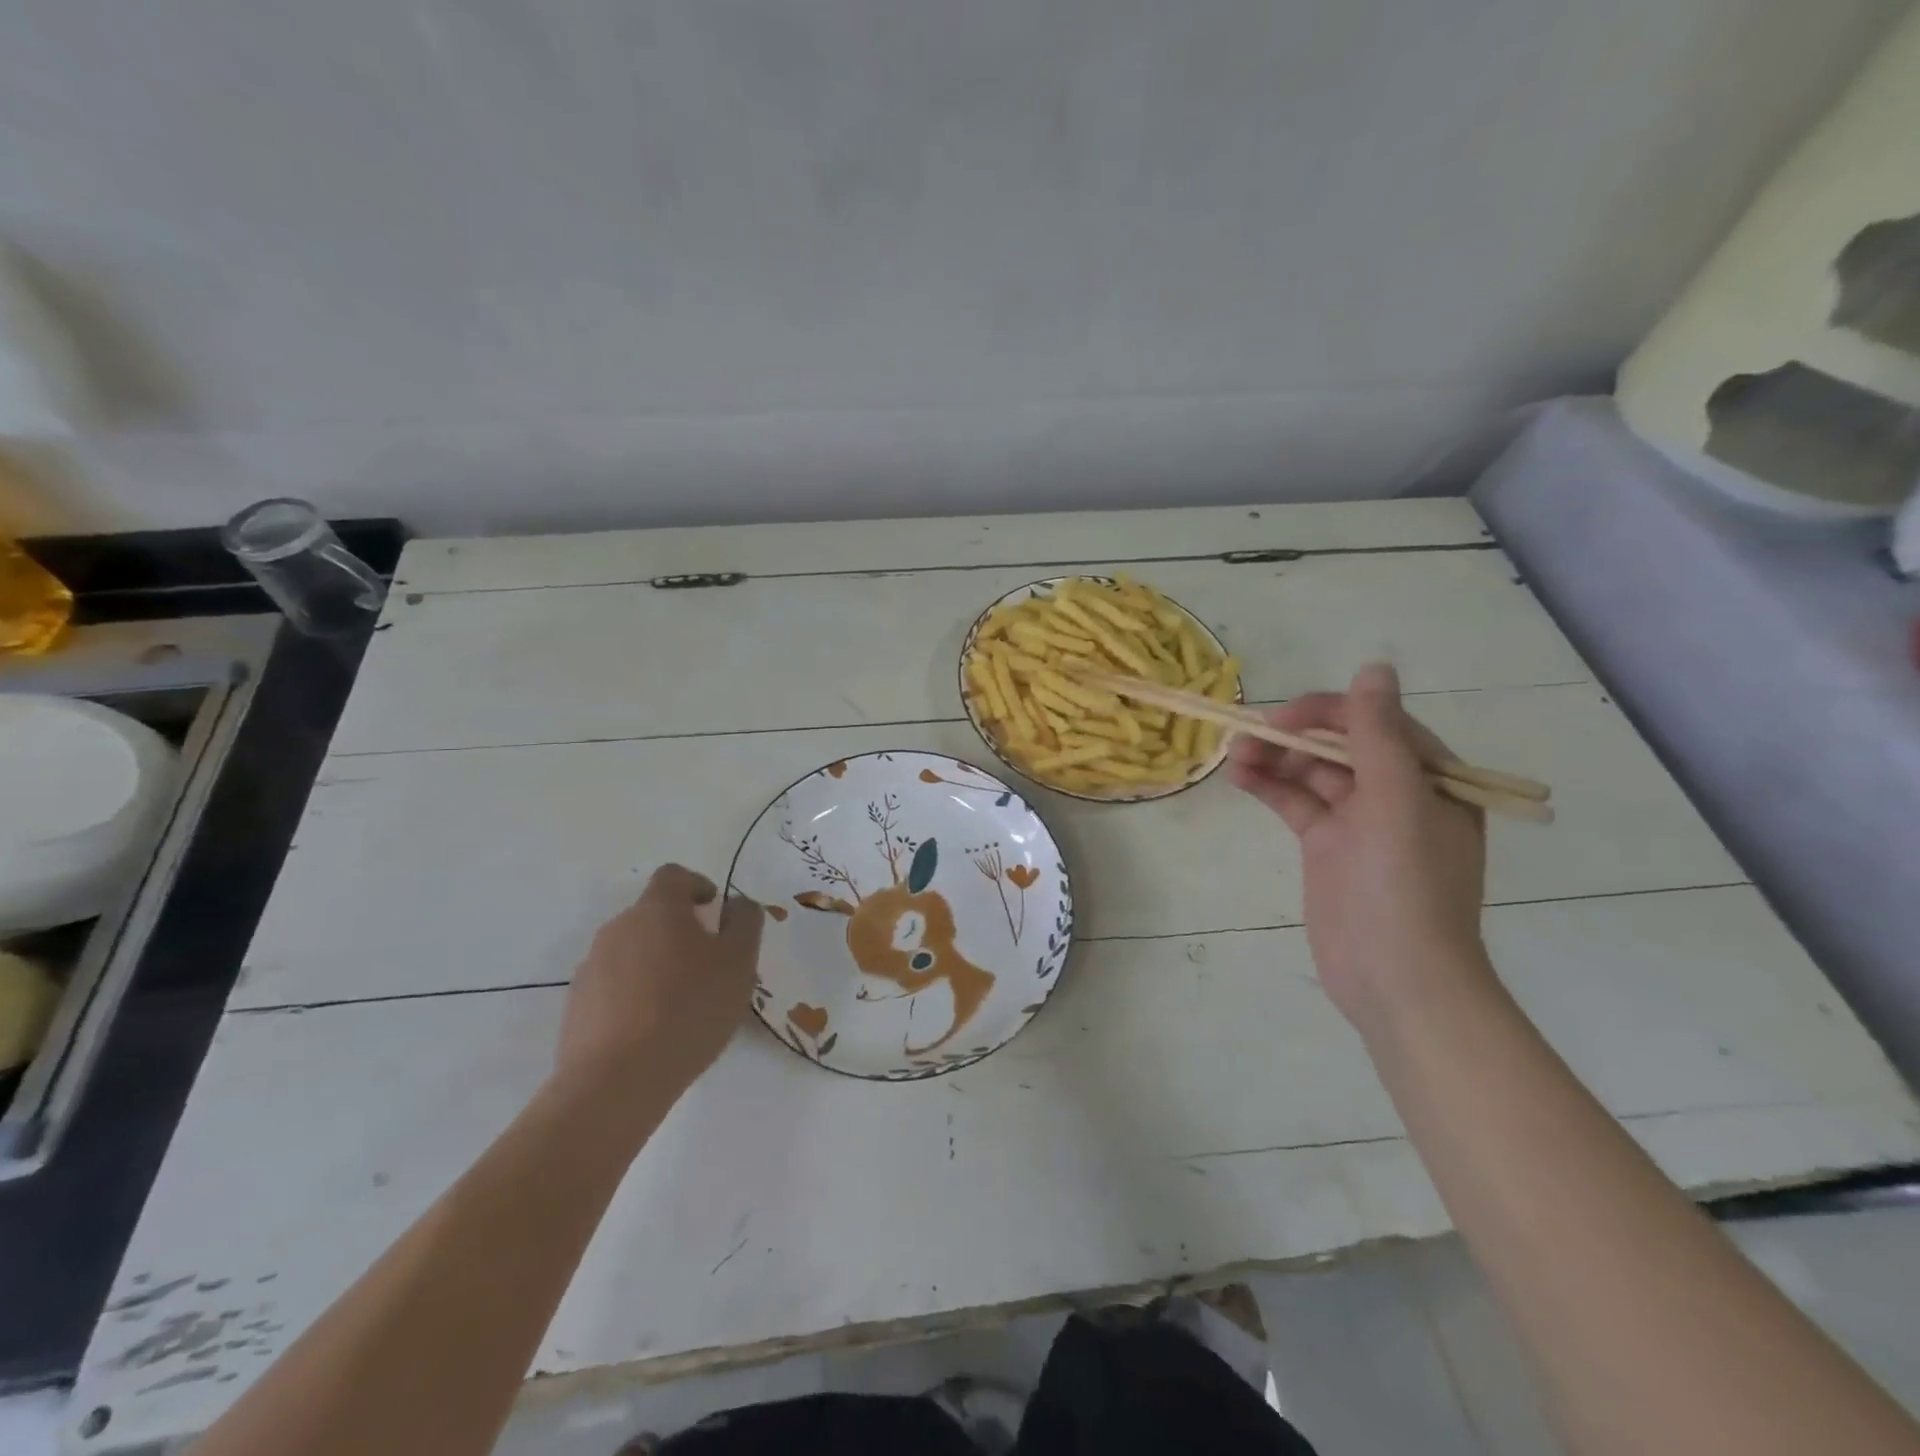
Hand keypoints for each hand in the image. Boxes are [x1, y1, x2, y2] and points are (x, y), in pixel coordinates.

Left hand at [555, 865, 764, 1093]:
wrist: (615, 1082)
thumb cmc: (689, 1009)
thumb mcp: (739, 962)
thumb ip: (745, 922)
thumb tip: (737, 904)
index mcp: (657, 909)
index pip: (674, 876)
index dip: (697, 885)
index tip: (714, 909)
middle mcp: (618, 928)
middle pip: (652, 915)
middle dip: (680, 930)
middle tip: (708, 964)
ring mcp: (591, 968)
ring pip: (632, 952)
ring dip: (657, 964)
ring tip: (682, 1003)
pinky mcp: (576, 1006)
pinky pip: (613, 987)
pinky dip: (635, 995)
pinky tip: (653, 1030)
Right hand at [1229, 663, 1492, 1029]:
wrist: (1394, 979)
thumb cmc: (1405, 887)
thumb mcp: (1396, 802)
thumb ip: (1379, 735)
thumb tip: (1374, 667)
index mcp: (1430, 778)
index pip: (1376, 723)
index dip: (1330, 712)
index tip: (1285, 719)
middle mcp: (1396, 793)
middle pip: (1339, 745)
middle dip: (1295, 736)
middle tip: (1249, 734)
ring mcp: (1358, 821)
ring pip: (1311, 772)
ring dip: (1275, 759)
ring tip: (1235, 754)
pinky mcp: (1326, 846)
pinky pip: (1295, 803)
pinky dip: (1269, 787)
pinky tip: (1240, 777)